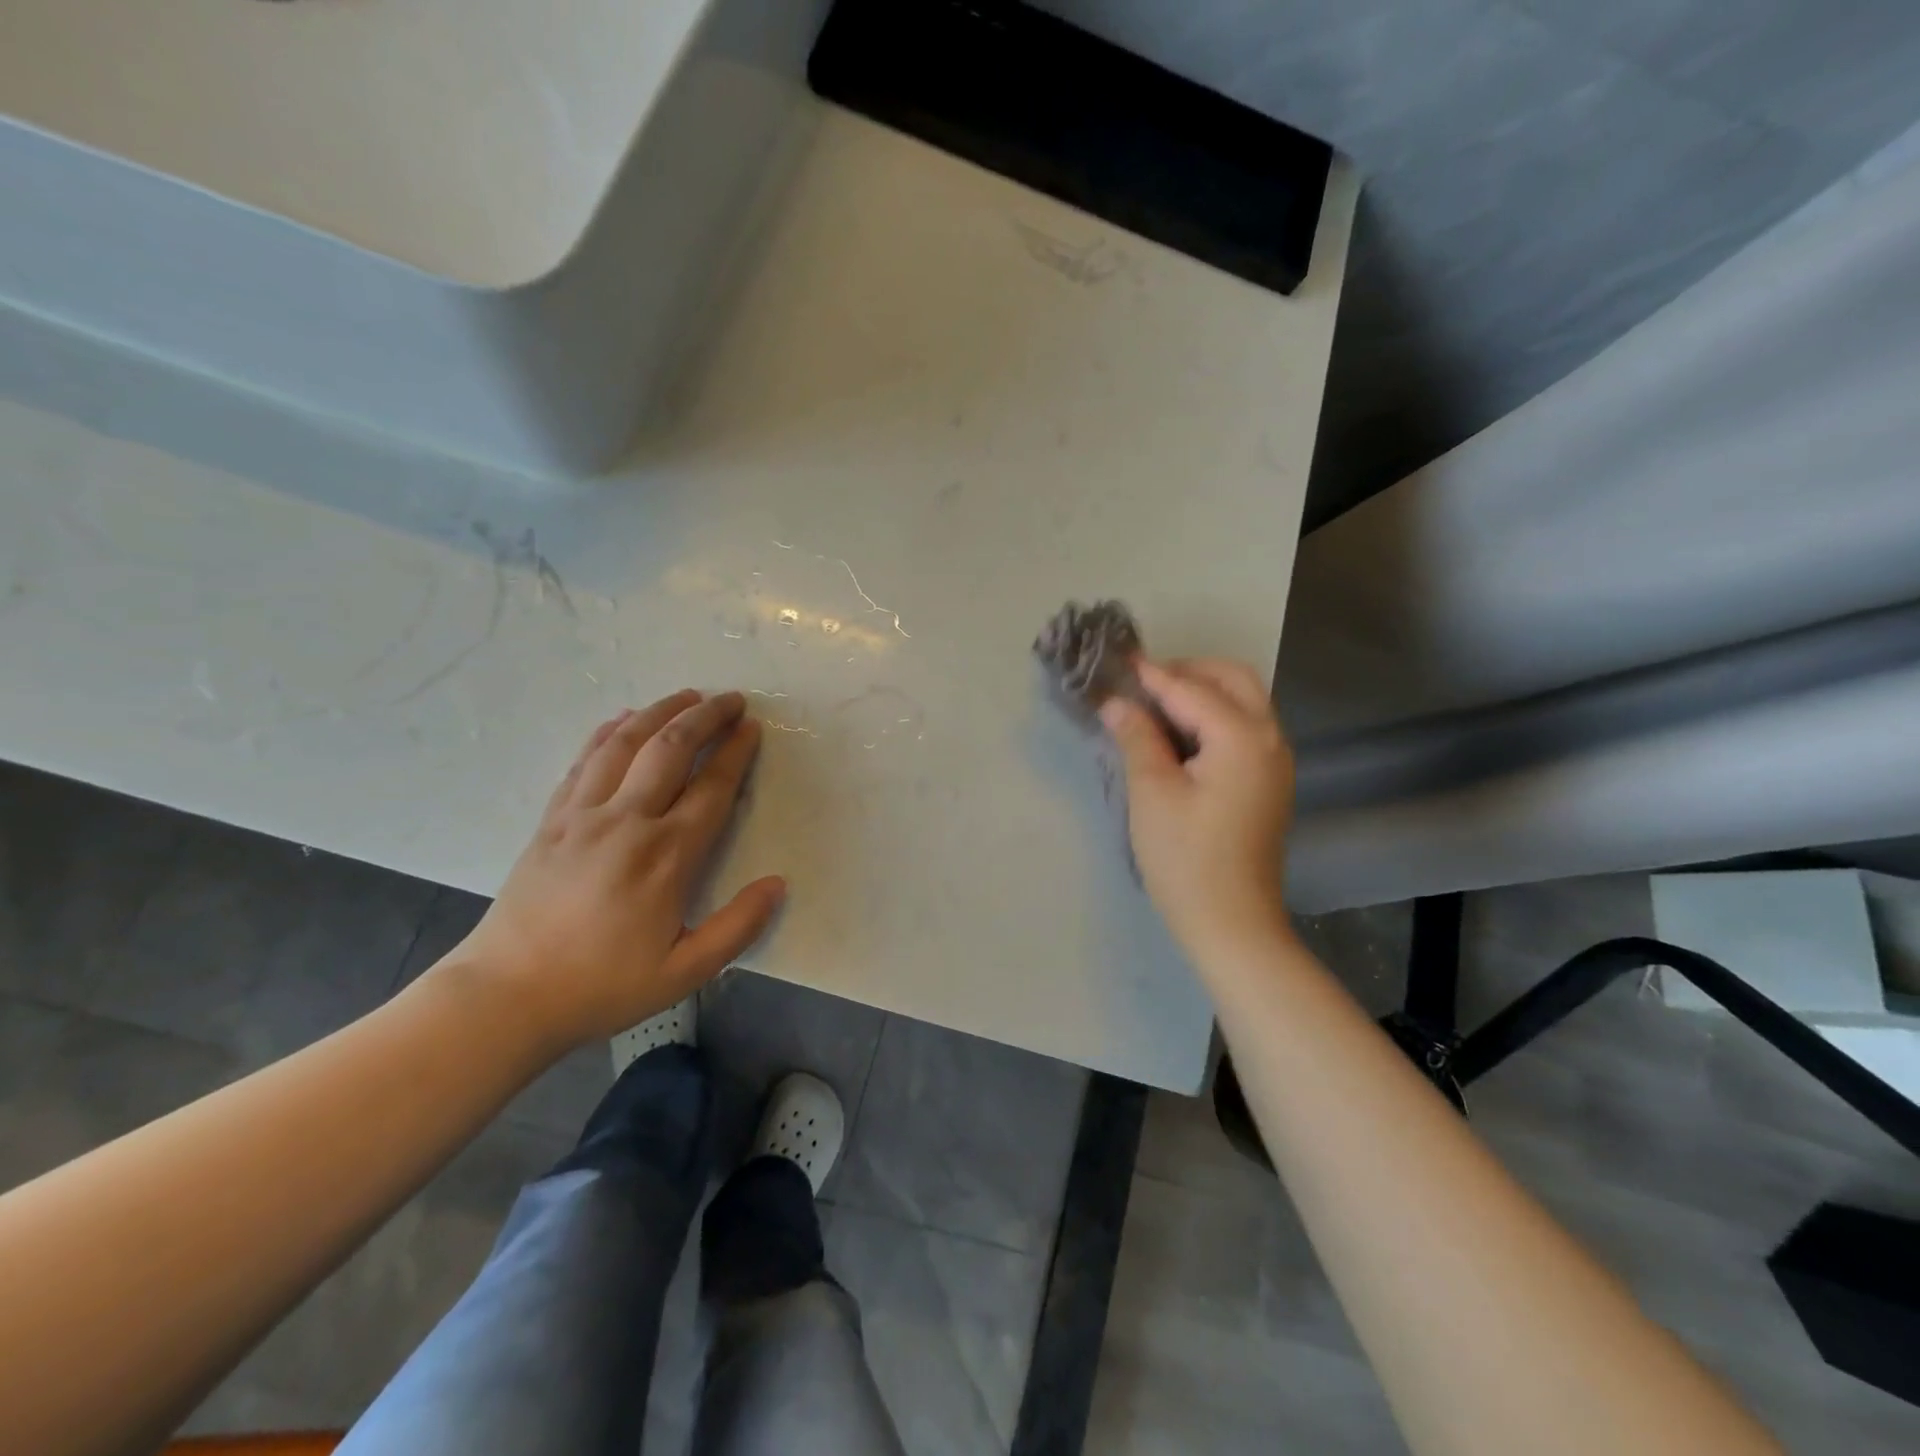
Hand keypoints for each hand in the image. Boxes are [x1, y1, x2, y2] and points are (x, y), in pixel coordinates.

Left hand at [444, 690, 785, 1050]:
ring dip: (660, 712)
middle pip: (671, 749)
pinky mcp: (552, 818)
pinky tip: (623, 720)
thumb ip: (737, 927)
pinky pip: (584, 760)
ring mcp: (583, 814)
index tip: (752, 727)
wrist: (504, 995)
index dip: (735, 752)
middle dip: (705, 716)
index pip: (711, 787)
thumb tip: (778, 884)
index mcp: (666, 856)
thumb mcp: (683, 972)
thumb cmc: (601, 986)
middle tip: (731, 699)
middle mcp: (627, 821)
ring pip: (626, 743)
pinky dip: (609, 732)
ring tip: (687, 695)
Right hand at [1100, 659, 1294, 960]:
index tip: (1116, 660)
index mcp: (1242, 737)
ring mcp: (1275, 761)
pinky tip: (1180, 733)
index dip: (1150, 675)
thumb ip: (1137, 738)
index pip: (1190, 689)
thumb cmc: (1185, 859)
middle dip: (1187, 671)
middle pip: (1232, 680)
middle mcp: (1270, 739)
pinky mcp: (1269, 782)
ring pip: (1243, 701)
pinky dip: (1214, 716)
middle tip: (1140, 683)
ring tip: (1154, 704)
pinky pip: (1245, 727)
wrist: (1232, 923)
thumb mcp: (1152, 793)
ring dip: (1202, 691)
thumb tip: (1117, 703)